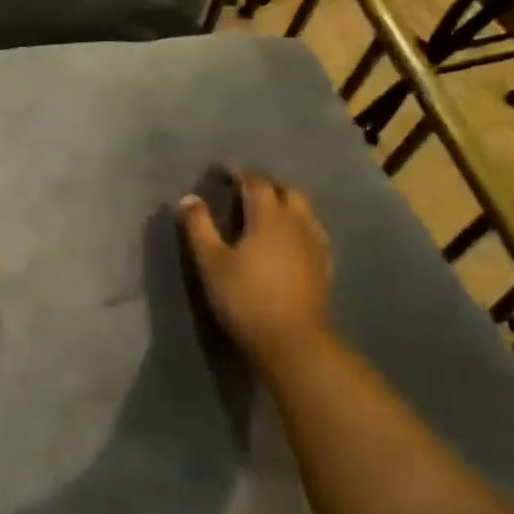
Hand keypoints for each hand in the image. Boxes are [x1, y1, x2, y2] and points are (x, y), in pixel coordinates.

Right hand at [178, 169, 331, 367]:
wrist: (292, 342)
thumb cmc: (245, 298)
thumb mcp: (211, 262)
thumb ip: (198, 227)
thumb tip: (189, 198)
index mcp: (268, 217)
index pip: (256, 183)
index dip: (240, 174)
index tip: (225, 172)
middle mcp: (296, 222)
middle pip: (287, 190)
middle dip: (267, 185)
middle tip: (245, 190)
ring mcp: (315, 244)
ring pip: (304, 210)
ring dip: (286, 202)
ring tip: (267, 212)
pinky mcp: (324, 265)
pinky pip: (313, 231)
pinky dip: (299, 225)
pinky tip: (289, 239)